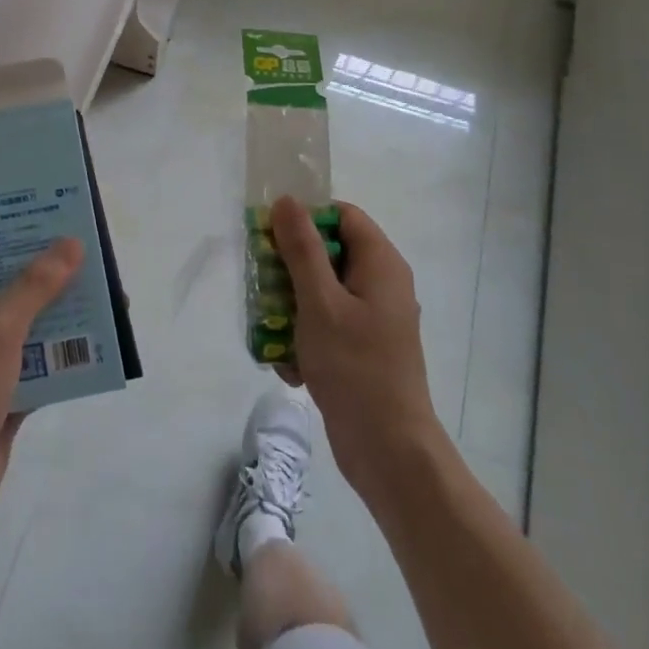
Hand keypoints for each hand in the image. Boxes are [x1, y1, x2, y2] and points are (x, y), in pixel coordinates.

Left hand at [0, 238, 83, 531]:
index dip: (17, 232)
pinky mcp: (5, 390)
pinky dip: (65, 353)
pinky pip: (40, 361)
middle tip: (93, 255)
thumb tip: (70, 243)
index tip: (56, 217)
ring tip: (106, 297)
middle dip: (52, 273)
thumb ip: (36, 284)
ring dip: (64, 313)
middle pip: (13, 285)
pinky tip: (100, 344)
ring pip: (31, 324)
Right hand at [270, 196, 441, 500]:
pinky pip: (326, 325)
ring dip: (291, 307)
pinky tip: (291, 366)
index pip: (342, 215)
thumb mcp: (319, 302)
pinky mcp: (362, 348)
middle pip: (328, 253)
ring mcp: (373, 319)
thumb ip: (302, 249)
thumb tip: (288, 200)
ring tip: (272, 331)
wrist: (387, 448)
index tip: (270, 236)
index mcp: (381, 264)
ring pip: (321, 291)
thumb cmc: (354, 367)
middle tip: (261, 284)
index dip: (306, 218)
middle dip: (290, 268)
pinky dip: (305, 338)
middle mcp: (381, 284)